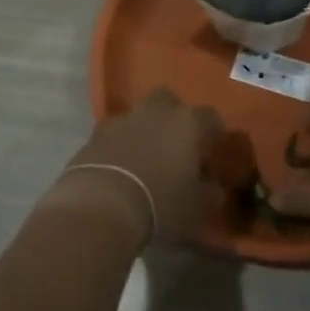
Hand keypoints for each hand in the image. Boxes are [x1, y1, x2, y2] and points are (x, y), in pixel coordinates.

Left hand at [54, 89, 224, 247]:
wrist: (102, 205)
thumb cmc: (161, 204)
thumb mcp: (198, 208)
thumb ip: (210, 192)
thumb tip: (213, 185)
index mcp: (187, 122)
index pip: (210, 117)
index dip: (214, 135)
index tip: (213, 155)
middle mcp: (155, 111)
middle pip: (169, 102)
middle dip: (174, 118)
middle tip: (177, 146)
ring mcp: (122, 119)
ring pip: (139, 115)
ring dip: (144, 130)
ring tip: (146, 159)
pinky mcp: (95, 133)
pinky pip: (115, 133)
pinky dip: (120, 144)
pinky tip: (121, 167)